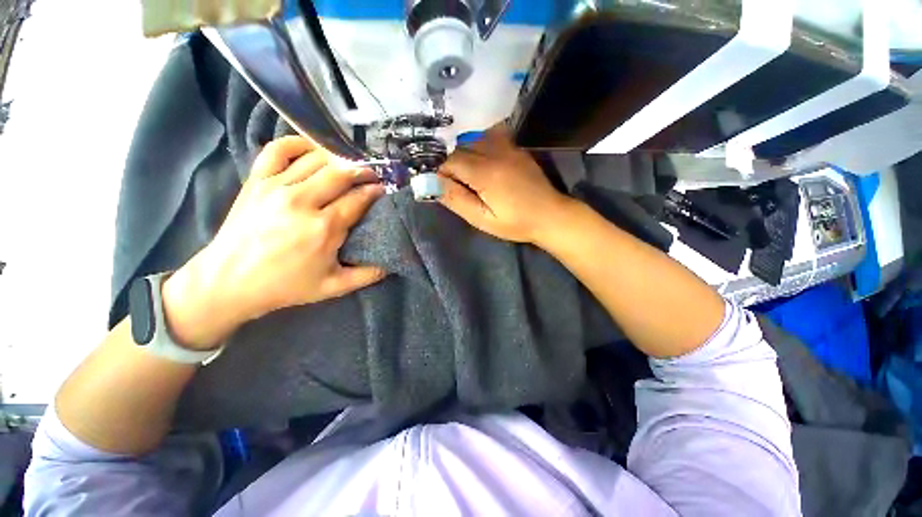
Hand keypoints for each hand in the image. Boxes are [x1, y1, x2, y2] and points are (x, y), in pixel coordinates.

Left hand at [161, 136, 386, 348]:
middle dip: (363, 171)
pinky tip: (312, 149)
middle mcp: (302, 201)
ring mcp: (277, 187)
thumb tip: (392, 263)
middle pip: (341, 173)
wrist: (229, 282)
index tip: (383, 190)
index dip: (375, 191)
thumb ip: (368, 275)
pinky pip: (278, 150)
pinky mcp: (257, 181)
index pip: (359, 198)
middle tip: (372, 174)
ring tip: (349, 164)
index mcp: (324, 228)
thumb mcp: (334, 287)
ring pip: (316, 159)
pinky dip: (298, 144)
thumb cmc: (286, 285)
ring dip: (339, 158)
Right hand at [438, 124, 571, 243]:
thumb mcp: (482, 219)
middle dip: (453, 165)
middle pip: (460, 148)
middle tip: (460, 187)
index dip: (443, 174)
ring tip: (472, 176)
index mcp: (485, 172)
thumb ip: (456, 199)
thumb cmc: (515, 222)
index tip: (447, 189)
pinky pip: (490, 136)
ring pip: (473, 140)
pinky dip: (480, 145)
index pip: (450, 161)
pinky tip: (485, 162)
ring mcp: (508, 146)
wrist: (549, 215)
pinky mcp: (516, 147)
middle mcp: (495, 152)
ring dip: (466, 155)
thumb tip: (431, 183)